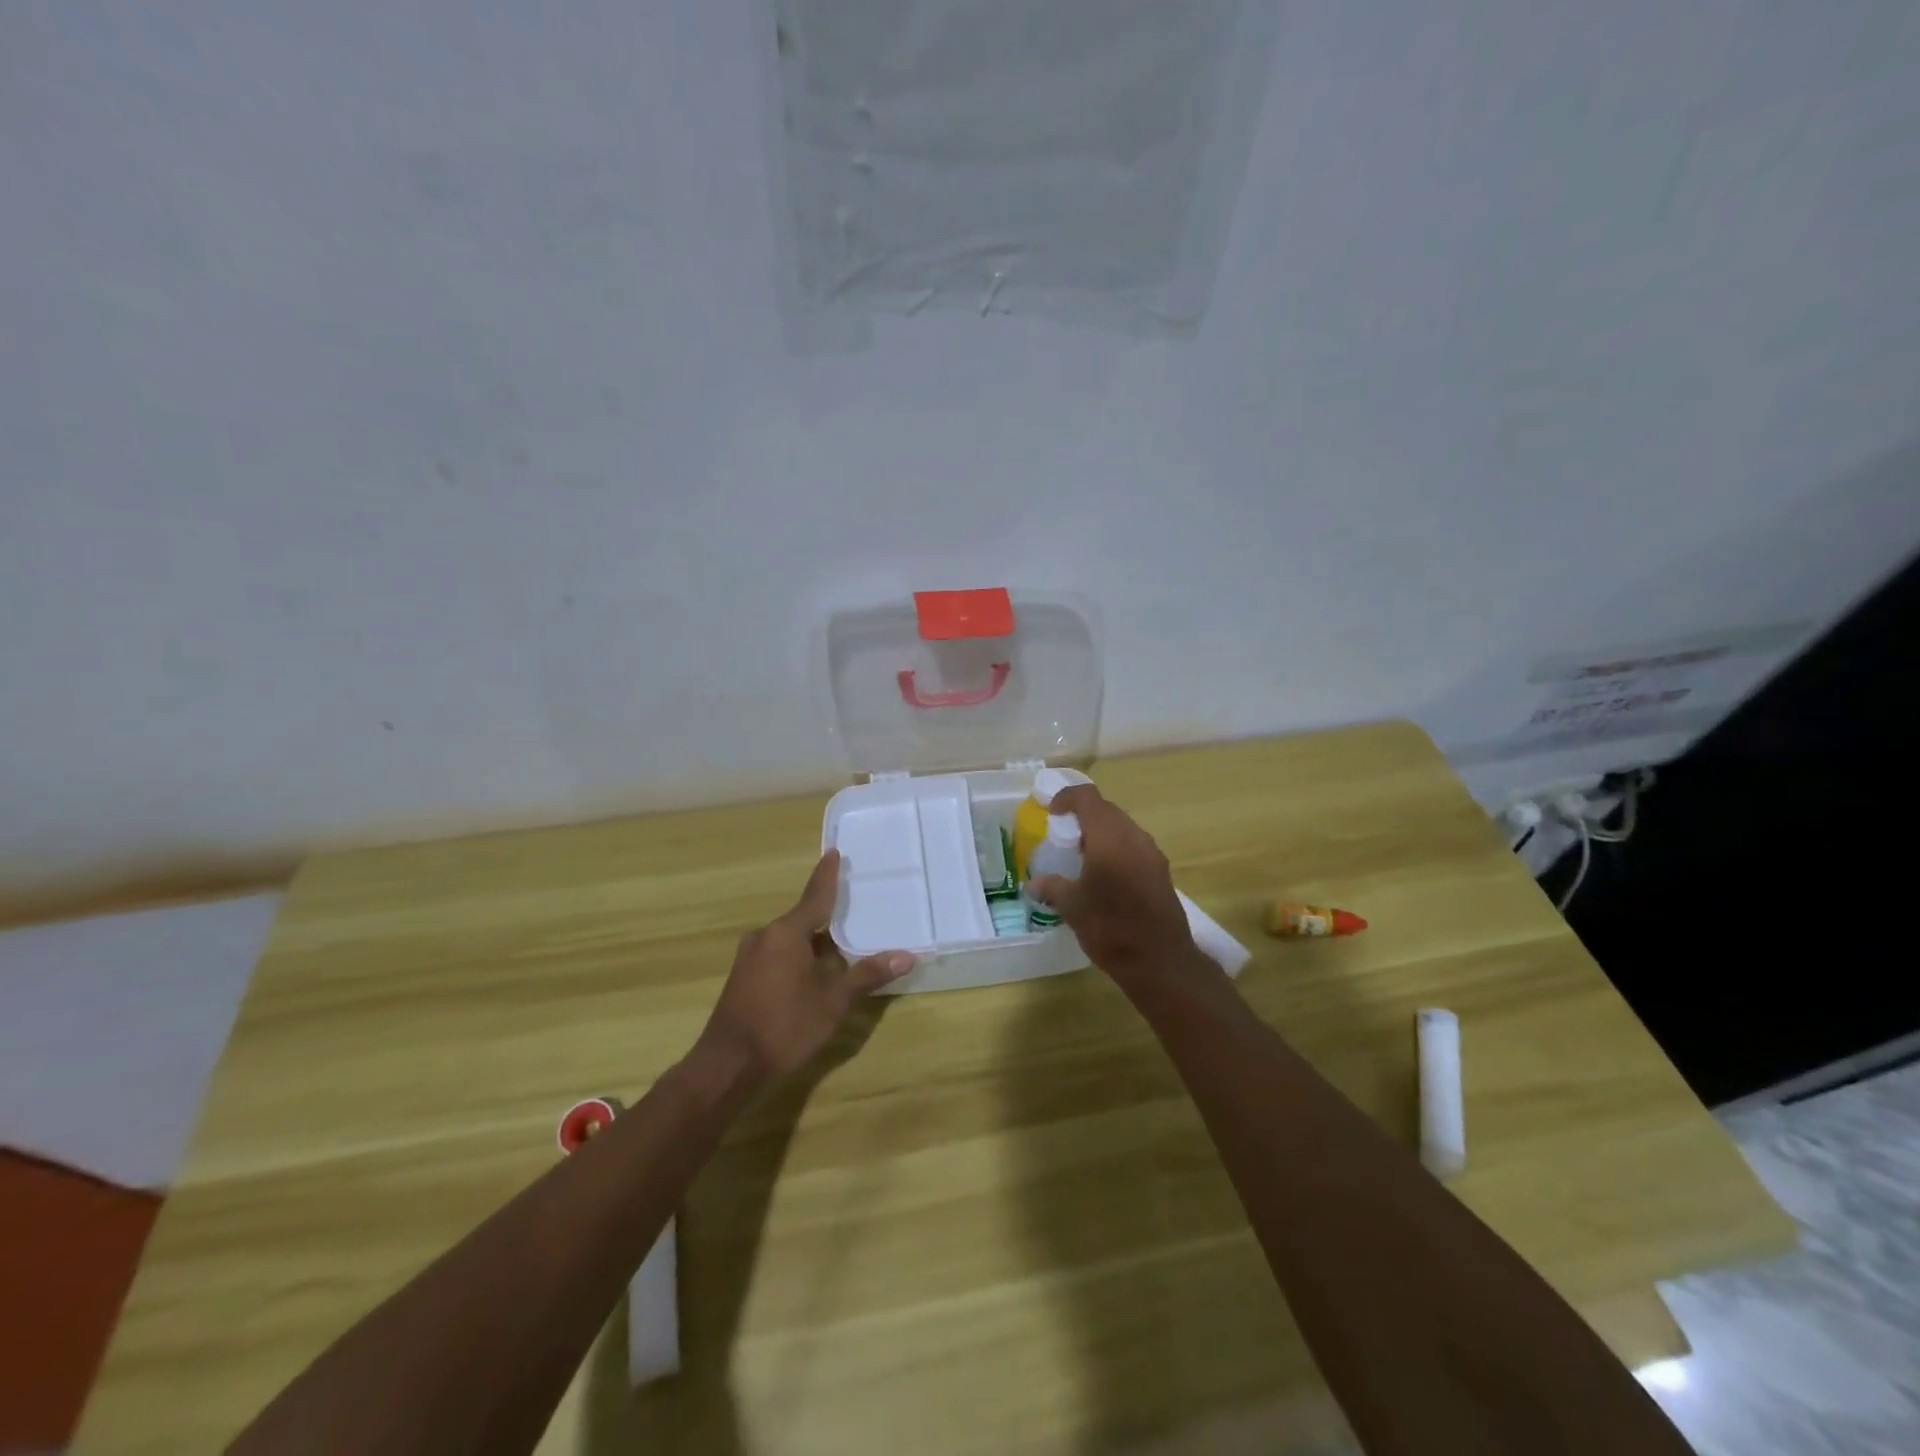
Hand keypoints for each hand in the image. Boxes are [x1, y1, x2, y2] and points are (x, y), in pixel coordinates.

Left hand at [696, 850, 914, 1079]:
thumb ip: (867, 975)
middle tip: (854, 906)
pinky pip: (778, 953)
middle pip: (803, 917)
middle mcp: (766, 935)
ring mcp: (750, 957)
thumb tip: (906, 956)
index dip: (828, 875)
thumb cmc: (784, 1026)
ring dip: (814, 940)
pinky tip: (815, 971)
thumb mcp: (833, 1002)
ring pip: (791, 938)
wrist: (727, 1066)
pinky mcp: (743, 977)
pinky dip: (800, 955)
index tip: (835, 852)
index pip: (815, 896)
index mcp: (786, 932)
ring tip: (842, 943)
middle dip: (828, 915)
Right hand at [1028, 784, 1206, 998]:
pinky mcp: (1161, 871)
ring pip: (1124, 827)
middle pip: (1107, 810)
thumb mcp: (1072, 908)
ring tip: (1083, 855)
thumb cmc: (1110, 929)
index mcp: (1108, 838)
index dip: (1067, 798)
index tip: (1052, 812)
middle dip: (1084, 815)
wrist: (1160, 961)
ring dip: (1102, 832)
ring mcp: (1152, 854)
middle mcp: (1133, 837)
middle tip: (1064, 834)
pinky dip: (1117, 848)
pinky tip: (1105, 875)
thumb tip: (1034, 883)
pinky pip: (1135, 846)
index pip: (1087, 798)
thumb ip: (1052, 887)